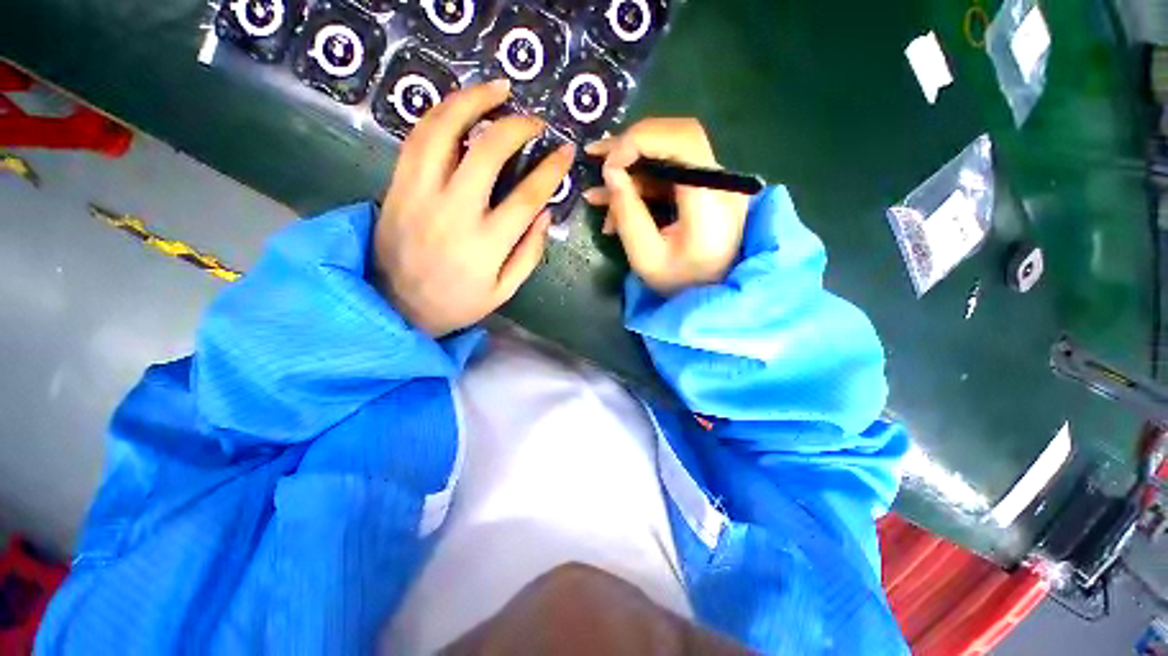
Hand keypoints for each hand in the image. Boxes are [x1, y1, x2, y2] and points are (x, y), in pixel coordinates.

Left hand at [372, 80, 575, 336]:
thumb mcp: (503, 291)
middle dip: (517, 127)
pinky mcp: (398, 185)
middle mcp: (453, 212)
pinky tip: (459, 107)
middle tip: (535, 121)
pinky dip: (440, 114)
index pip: (527, 196)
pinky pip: (417, 138)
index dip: (551, 169)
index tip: (565, 151)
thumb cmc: (457, 303)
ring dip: (472, 101)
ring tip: (497, 89)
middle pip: (487, 152)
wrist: (395, 306)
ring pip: (444, 131)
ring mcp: (420, 194)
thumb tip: (545, 213)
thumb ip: (529, 253)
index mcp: (486, 244)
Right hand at [583, 118, 748, 295]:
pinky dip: (641, 184)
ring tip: (599, 191)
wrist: (711, 296)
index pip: (684, 140)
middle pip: (677, 137)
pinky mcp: (706, 190)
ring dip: (631, 168)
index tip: (608, 164)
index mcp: (712, 201)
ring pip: (670, 153)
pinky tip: (614, 201)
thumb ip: (628, 213)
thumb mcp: (645, 257)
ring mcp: (716, 184)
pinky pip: (670, 174)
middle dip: (631, 146)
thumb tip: (610, 172)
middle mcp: (721, 183)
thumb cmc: (679, 285)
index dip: (642, 139)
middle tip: (596, 160)